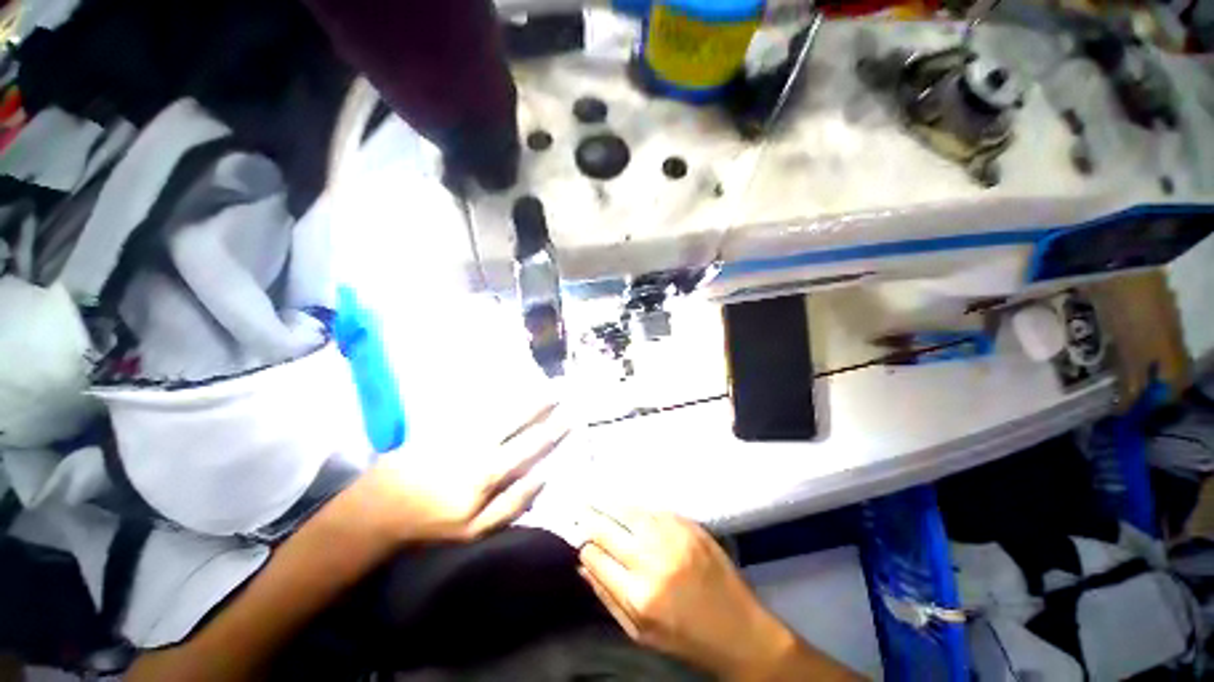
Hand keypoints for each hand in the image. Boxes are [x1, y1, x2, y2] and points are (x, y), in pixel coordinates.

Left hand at [342, 403, 568, 545]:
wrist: (384, 503)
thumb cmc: (434, 521)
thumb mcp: (475, 529)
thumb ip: (512, 505)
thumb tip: (542, 477)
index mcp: (490, 471)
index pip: (531, 446)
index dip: (552, 431)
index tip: (569, 417)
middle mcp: (481, 443)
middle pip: (518, 419)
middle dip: (541, 405)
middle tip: (559, 391)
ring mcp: (463, 430)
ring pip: (500, 408)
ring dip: (523, 396)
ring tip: (542, 386)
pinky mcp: (448, 423)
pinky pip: (480, 405)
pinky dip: (498, 395)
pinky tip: (509, 388)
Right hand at [577, 509, 798, 679]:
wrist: (739, 629)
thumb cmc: (686, 637)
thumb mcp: (640, 633)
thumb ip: (608, 597)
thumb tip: (583, 565)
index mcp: (638, 594)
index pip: (595, 557)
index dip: (584, 546)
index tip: (581, 541)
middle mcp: (652, 560)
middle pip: (607, 529)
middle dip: (590, 519)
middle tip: (581, 509)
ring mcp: (672, 537)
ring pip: (629, 511)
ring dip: (611, 506)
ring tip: (598, 499)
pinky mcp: (688, 525)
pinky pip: (653, 510)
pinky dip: (638, 509)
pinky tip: (630, 508)